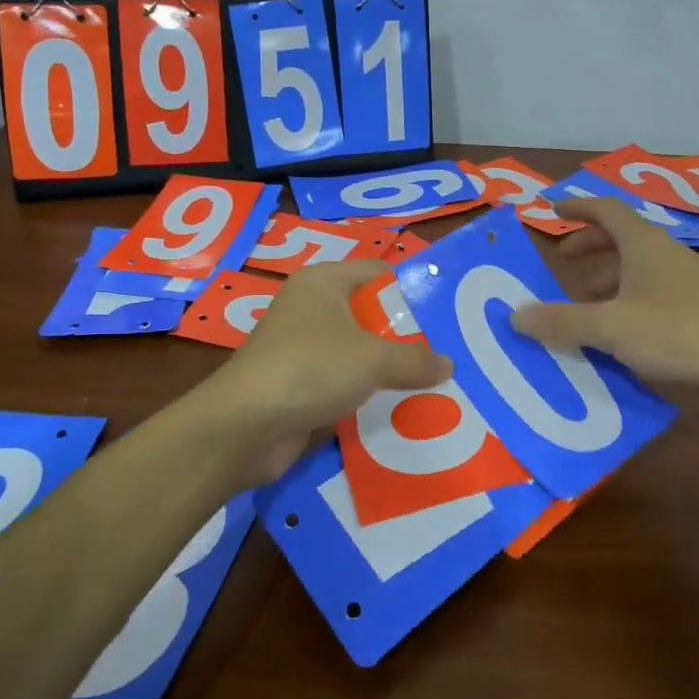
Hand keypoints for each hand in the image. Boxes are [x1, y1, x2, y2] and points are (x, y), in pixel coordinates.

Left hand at [202, 260, 451, 482]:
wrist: (245, 427)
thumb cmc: (310, 368)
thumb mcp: (372, 358)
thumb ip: (415, 359)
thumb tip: (448, 365)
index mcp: (323, 282)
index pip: (378, 271)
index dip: (413, 286)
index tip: (449, 308)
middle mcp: (312, 309)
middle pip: (371, 313)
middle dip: (409, 334)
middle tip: (452, 349)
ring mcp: (304, 348)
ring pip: (360, 352)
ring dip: (392, 368)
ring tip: (438, 382)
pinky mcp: (301, 385)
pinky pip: (347, 383)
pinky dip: (371, 394)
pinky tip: (404, 409)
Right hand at [510, 197, 698, 398]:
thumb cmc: (678, 333)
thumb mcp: (611, 327)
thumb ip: (563, 321)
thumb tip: (516, 316)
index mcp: (644, 244)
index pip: (605, 209)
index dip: (577, 207)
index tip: (551, 210)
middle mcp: (665, 254)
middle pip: (621, 237)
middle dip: (589, 246)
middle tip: (563, 262)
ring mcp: (686, 281)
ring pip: (637, 268)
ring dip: (607, 279)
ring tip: (584, 305)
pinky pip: (652, 292)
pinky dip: (627, 301)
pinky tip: (620, 332)